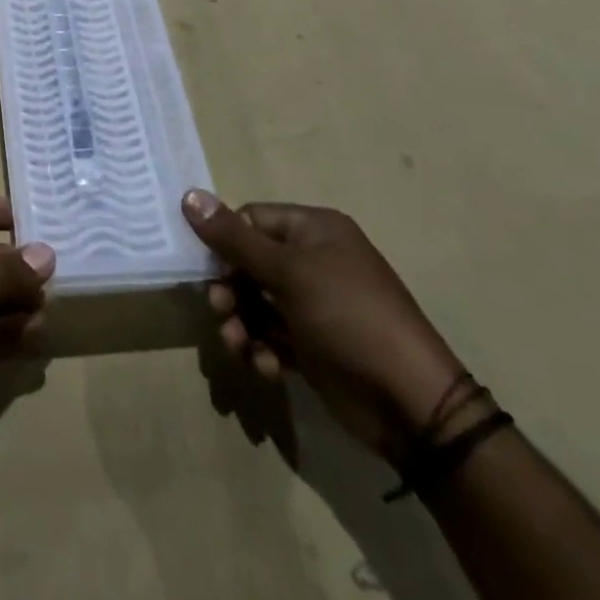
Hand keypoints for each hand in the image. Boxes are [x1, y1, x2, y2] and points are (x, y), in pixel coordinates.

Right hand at [183, 190, 467, 463]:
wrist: (411, 404)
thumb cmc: (348, 317)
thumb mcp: (288, 272)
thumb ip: (234, 238)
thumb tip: (188, 195)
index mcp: (314, 230)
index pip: (252, 220)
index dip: (226, 242)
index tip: (208, 269)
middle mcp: (314, 260)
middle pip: (249, 263)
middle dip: (230, 289)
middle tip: (220, 311)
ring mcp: (314, 305)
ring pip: (256, 303)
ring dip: (240, 323)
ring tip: (239, 346)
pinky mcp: (313, 345)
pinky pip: (272, 336)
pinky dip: (262, 349)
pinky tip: (268, 367)